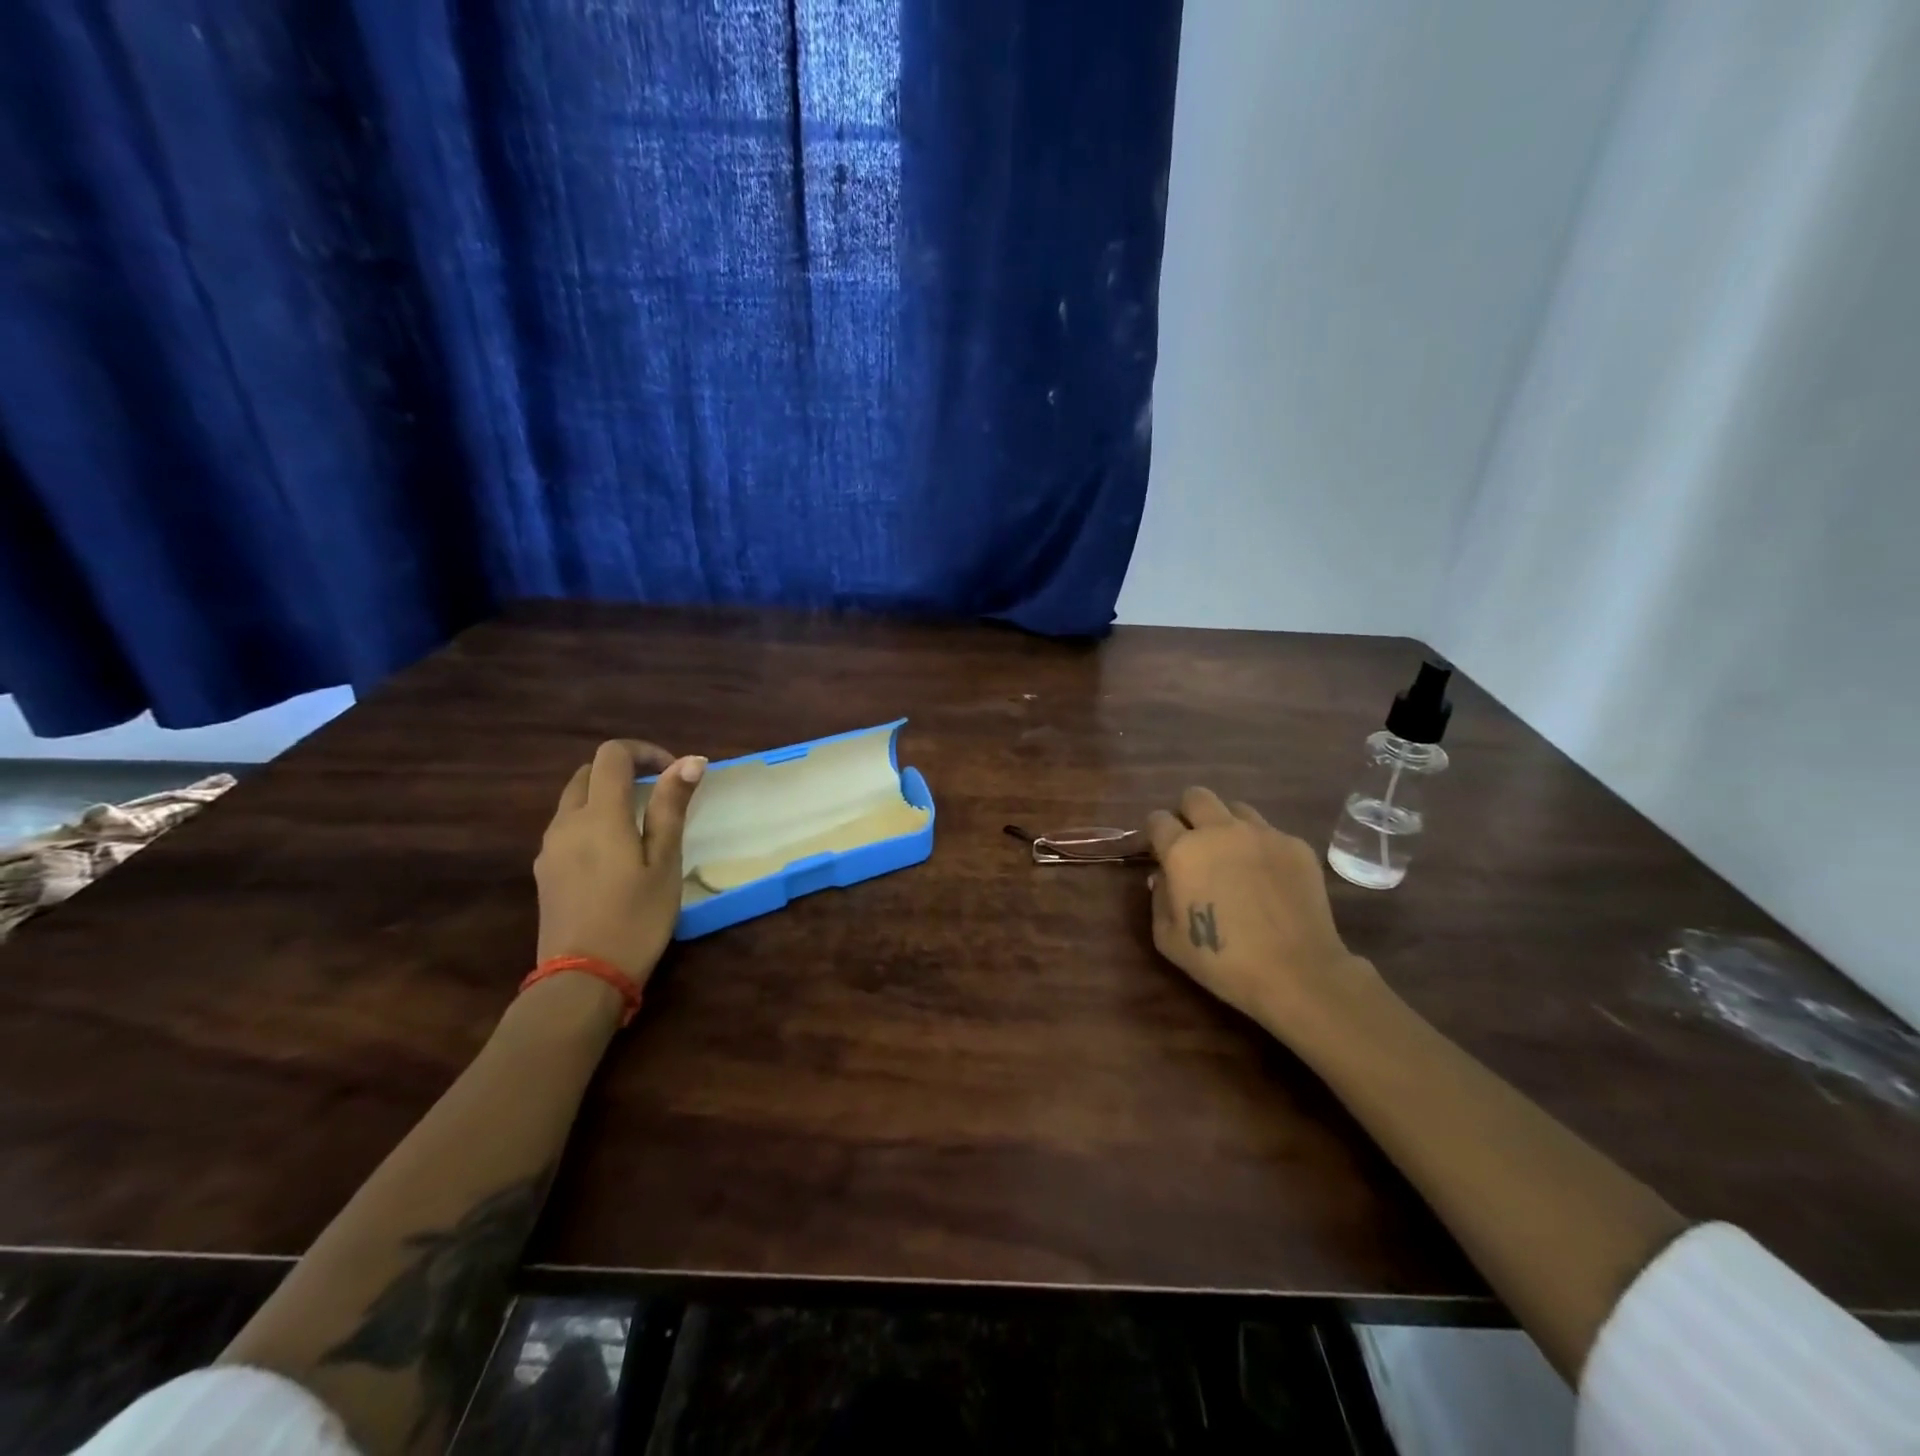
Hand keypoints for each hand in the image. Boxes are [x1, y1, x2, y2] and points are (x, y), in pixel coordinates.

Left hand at [534, 740, 706, 988]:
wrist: (582, 980)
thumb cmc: (636, 919)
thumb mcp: (664, 862)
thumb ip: (671, 807)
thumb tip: (690, 761)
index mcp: (599, 815)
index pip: (612, 755)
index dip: (645, 752)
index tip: (675, 773)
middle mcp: (566, 823)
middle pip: (588, 773)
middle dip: (624, 770)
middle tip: (660, 793)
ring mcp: (549, 849)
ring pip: (574, 801)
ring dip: (606, 795)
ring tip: (641, 823)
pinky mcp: (545, 872)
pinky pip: (567, 828)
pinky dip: (592, 820)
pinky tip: (616, 853)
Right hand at [1145, 788, 1378, 1038]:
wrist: (1296, 972)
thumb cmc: (1222, 961)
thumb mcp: (1168, 939)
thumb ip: (1158, 899)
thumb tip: (1164, 876)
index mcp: (1182, 851)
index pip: (1158, 819)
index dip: (1156, 833)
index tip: (1160, 850)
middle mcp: (1220, 831)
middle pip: (1196, 796)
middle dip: (1189, 814)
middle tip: (1195, 843)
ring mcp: (1262, 834)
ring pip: (1236, 809)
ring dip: (1227, 826)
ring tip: (1234, 856)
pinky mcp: (1295, 845)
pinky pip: (1270, 833)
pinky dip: (1262, 848)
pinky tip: (1268, 878)